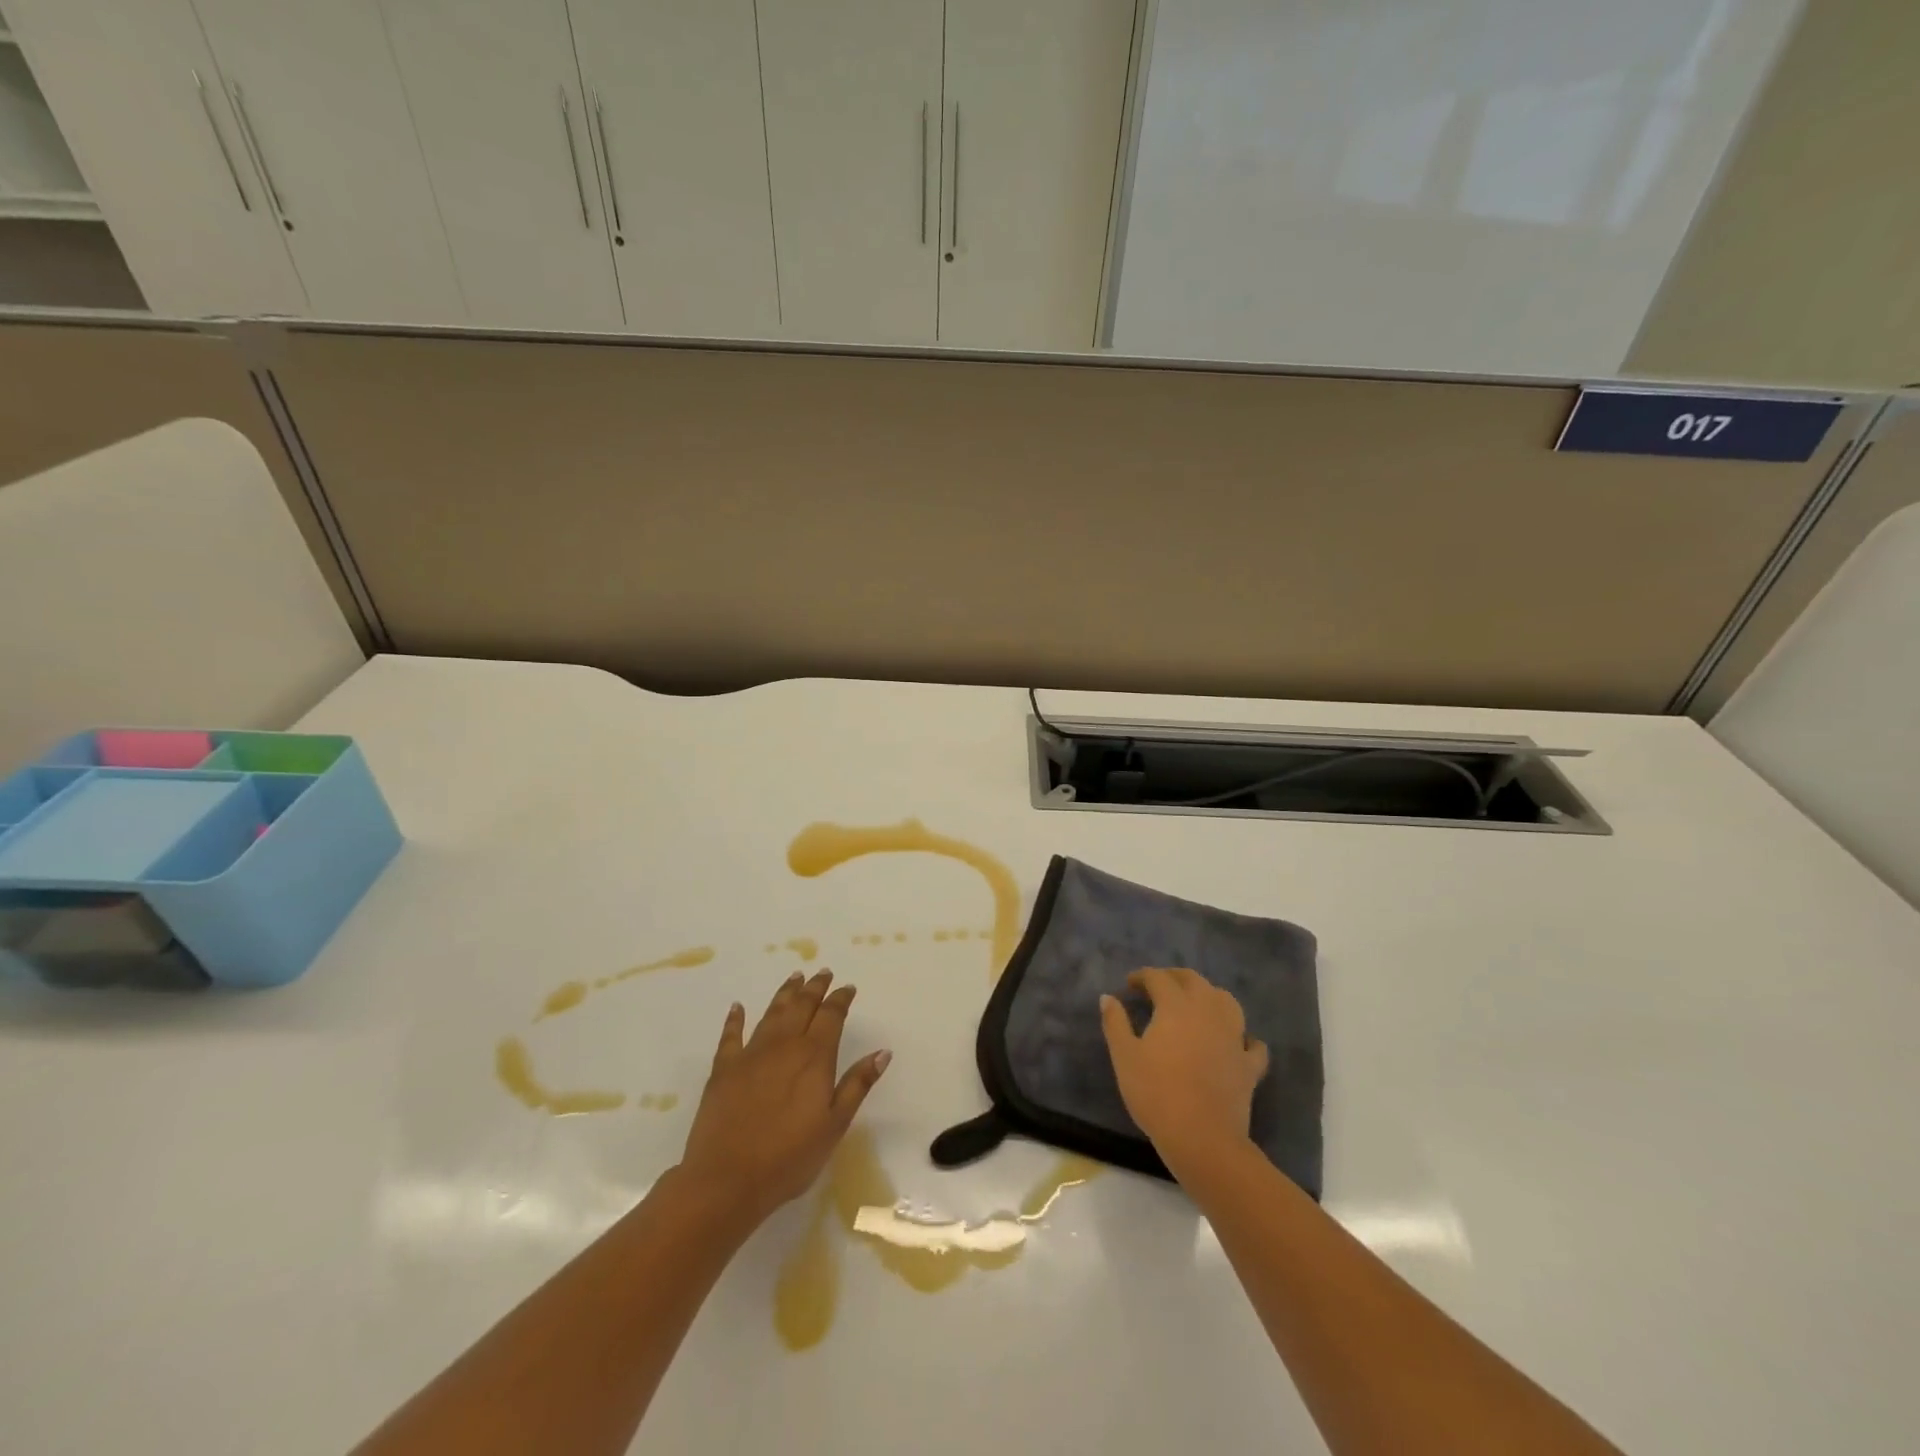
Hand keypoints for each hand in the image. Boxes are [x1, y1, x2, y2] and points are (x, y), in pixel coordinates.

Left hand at [678, 969, 890, 1226]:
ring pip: (772, 1012)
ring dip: (785, 993)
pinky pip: (731, 1035)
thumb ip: (857, 1084)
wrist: (726, 1180)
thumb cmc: (789, 1158)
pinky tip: (737, 1007)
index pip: (831, 1016)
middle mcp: (784, 1045)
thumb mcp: (834, 1125)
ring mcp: (751, 1054)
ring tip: (795, 977)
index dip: (840, 999)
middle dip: (815, 988)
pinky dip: (735, 1018)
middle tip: (823, 973)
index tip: (847, 987)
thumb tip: (883, 1052)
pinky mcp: (723, 1068)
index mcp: (814, 1057)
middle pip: (802, 1006)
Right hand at [1101, 967, 1267, 1171]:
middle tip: (1159, 986)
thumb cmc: (1156, 1092)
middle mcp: (1208, 1011)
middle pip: (1194, 981)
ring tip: (1197, 1005)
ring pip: (1227, 1002)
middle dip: (1175, 977)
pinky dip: (1244, 1037)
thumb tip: (1108, 997)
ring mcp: (1234, 1037)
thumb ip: (1115, 1022)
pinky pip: (1251, 1044)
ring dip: (1210, 996)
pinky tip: (1236, 1042)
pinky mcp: (1249, 1065)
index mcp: (1176, 1006)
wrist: (1202, 1137)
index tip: (1130, 983)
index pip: (1159, 978)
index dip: (1143, 976)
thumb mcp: (1124, 1056)